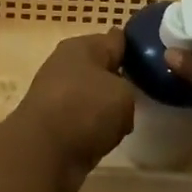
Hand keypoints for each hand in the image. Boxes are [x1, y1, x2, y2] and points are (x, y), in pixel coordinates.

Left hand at [10, 30, 135, 191]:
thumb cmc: (85, 109)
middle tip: (141, 96)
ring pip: (92, 96)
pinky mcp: (52, 122)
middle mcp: (67, 64)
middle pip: (102, 68)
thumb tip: (117, 102)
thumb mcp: (123, 95)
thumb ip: (128, 90)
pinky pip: (83, 120)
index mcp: (83, 45)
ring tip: (124, 123)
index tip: (149, 59)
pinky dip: (92, 130)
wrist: (42, 151)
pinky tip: (103, 140)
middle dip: (119, 81)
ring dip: (105, 109)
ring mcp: (57, 93)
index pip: (115, 39)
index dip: (134, 47)